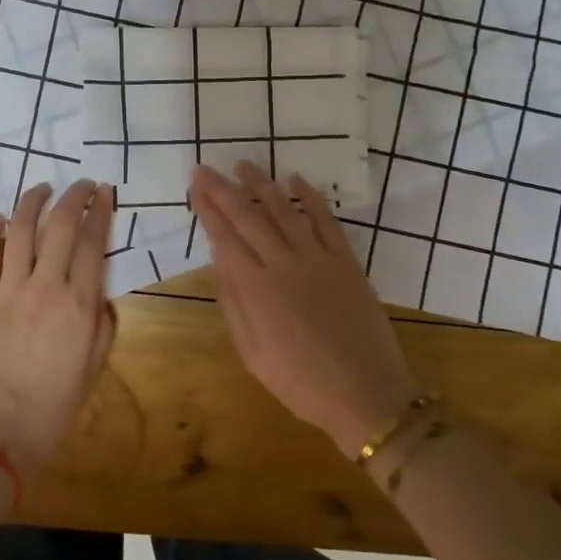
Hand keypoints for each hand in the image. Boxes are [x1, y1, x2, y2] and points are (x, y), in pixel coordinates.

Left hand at [0, 180, 118, 475]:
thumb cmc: (54, 407)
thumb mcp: (94, 367)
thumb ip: (103, 324)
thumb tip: (100, 293)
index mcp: (79, 305)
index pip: (92, 242)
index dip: (101, 211)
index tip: (105, 192)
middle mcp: (45, 287)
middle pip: (60, 225)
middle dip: (73, 196)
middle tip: (80, 184)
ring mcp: (8, 291)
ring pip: (20, 230)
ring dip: (32, 202)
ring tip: (41, 188)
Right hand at [189, 162, 421, 457]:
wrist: (365, 394)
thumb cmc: (300, 382)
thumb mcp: (252, 352)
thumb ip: (234, 302)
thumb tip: (219, 260)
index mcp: (256, 289)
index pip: (225, 238)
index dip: (208, 210)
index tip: (195, 188)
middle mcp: (284, 264)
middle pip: (248, 217)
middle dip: (224, 190)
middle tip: (205, 169)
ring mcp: (318, 259)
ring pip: (285, 211)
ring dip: (262, 185)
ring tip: (244, 164)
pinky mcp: (347, 262)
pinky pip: (327, 221)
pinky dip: (311, 198)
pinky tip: (297, 180)